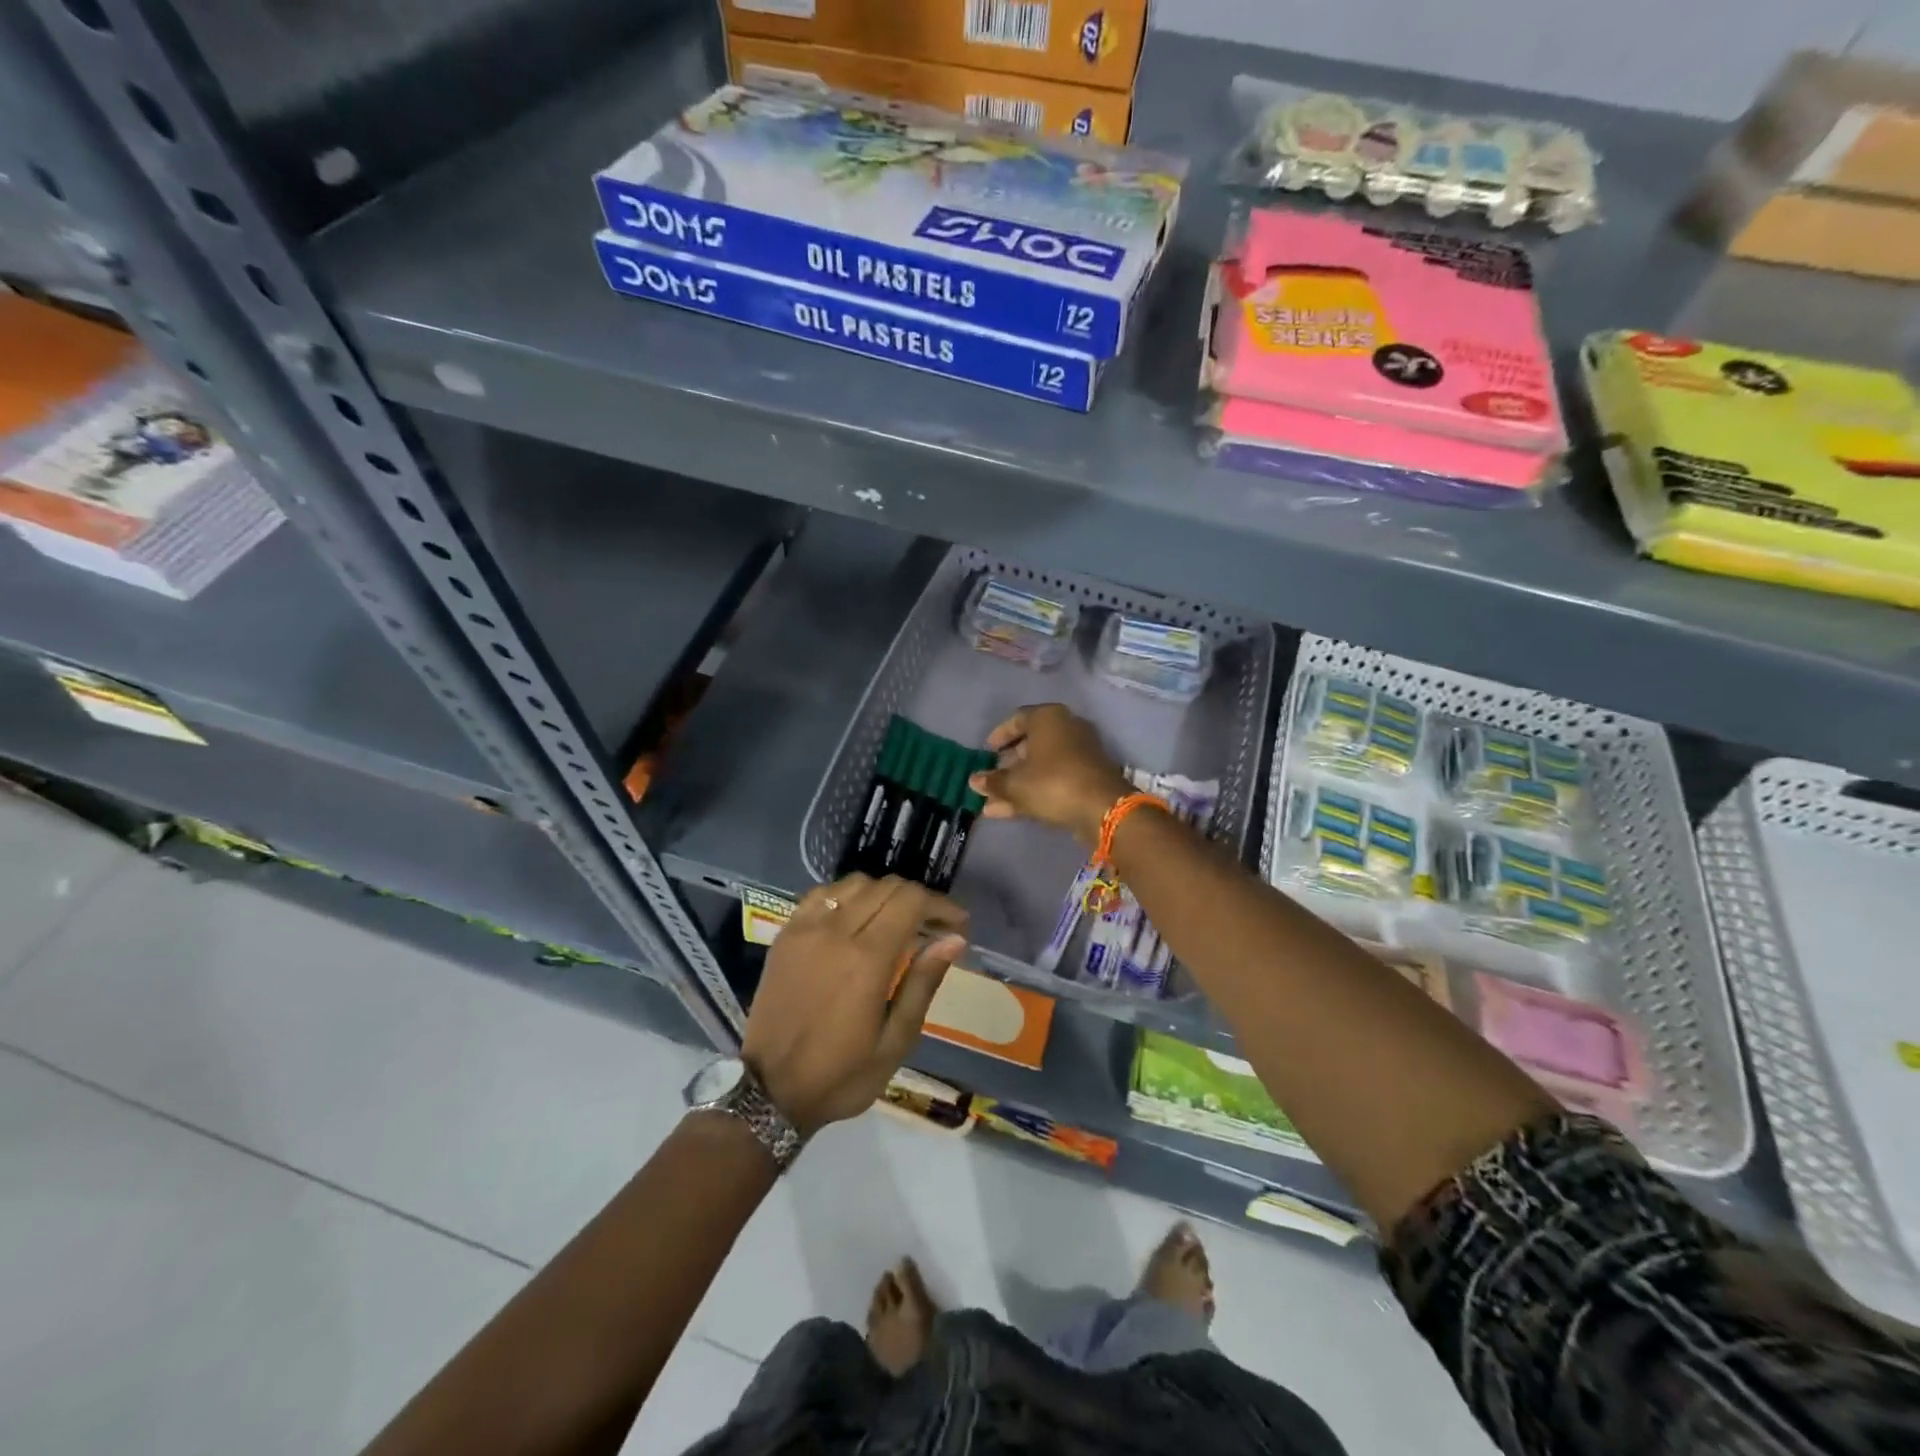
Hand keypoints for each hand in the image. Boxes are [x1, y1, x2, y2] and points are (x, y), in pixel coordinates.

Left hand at [742, 874, 967, 1136]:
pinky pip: (822, 894)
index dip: (941, 905)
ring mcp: (806, 928)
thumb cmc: (841, 1075)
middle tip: (933, 927)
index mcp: (867, 959)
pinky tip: (856, 918)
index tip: (958, 924)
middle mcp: (836, 931)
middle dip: (918, 899)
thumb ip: (923, 983)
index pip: (911, 901)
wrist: (769, 1091)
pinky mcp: (786, 934)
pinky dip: (847, 895)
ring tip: (897, 921)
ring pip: (855, 883)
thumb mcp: (895, 1042)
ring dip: (884, 894)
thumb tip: (953, 939)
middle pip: (887, 886)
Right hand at [968, 704, 1134, 846]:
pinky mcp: (1088, 776)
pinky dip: (1035, 791)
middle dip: (1008, 765)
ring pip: (1041, 766)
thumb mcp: (1015, 784)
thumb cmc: (1052, 783)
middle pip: (1030, 744)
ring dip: (1017, 783)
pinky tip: (1010, 810)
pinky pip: (1055, 779)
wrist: (1103, 808)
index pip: (1017, 719)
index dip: (999, 736)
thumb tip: (974, 780)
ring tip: (992, 803)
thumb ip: (993, 781)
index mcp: (1048, 718)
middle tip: (990, 779)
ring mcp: (1081, 753)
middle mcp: (1067, 728)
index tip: (987, 751)